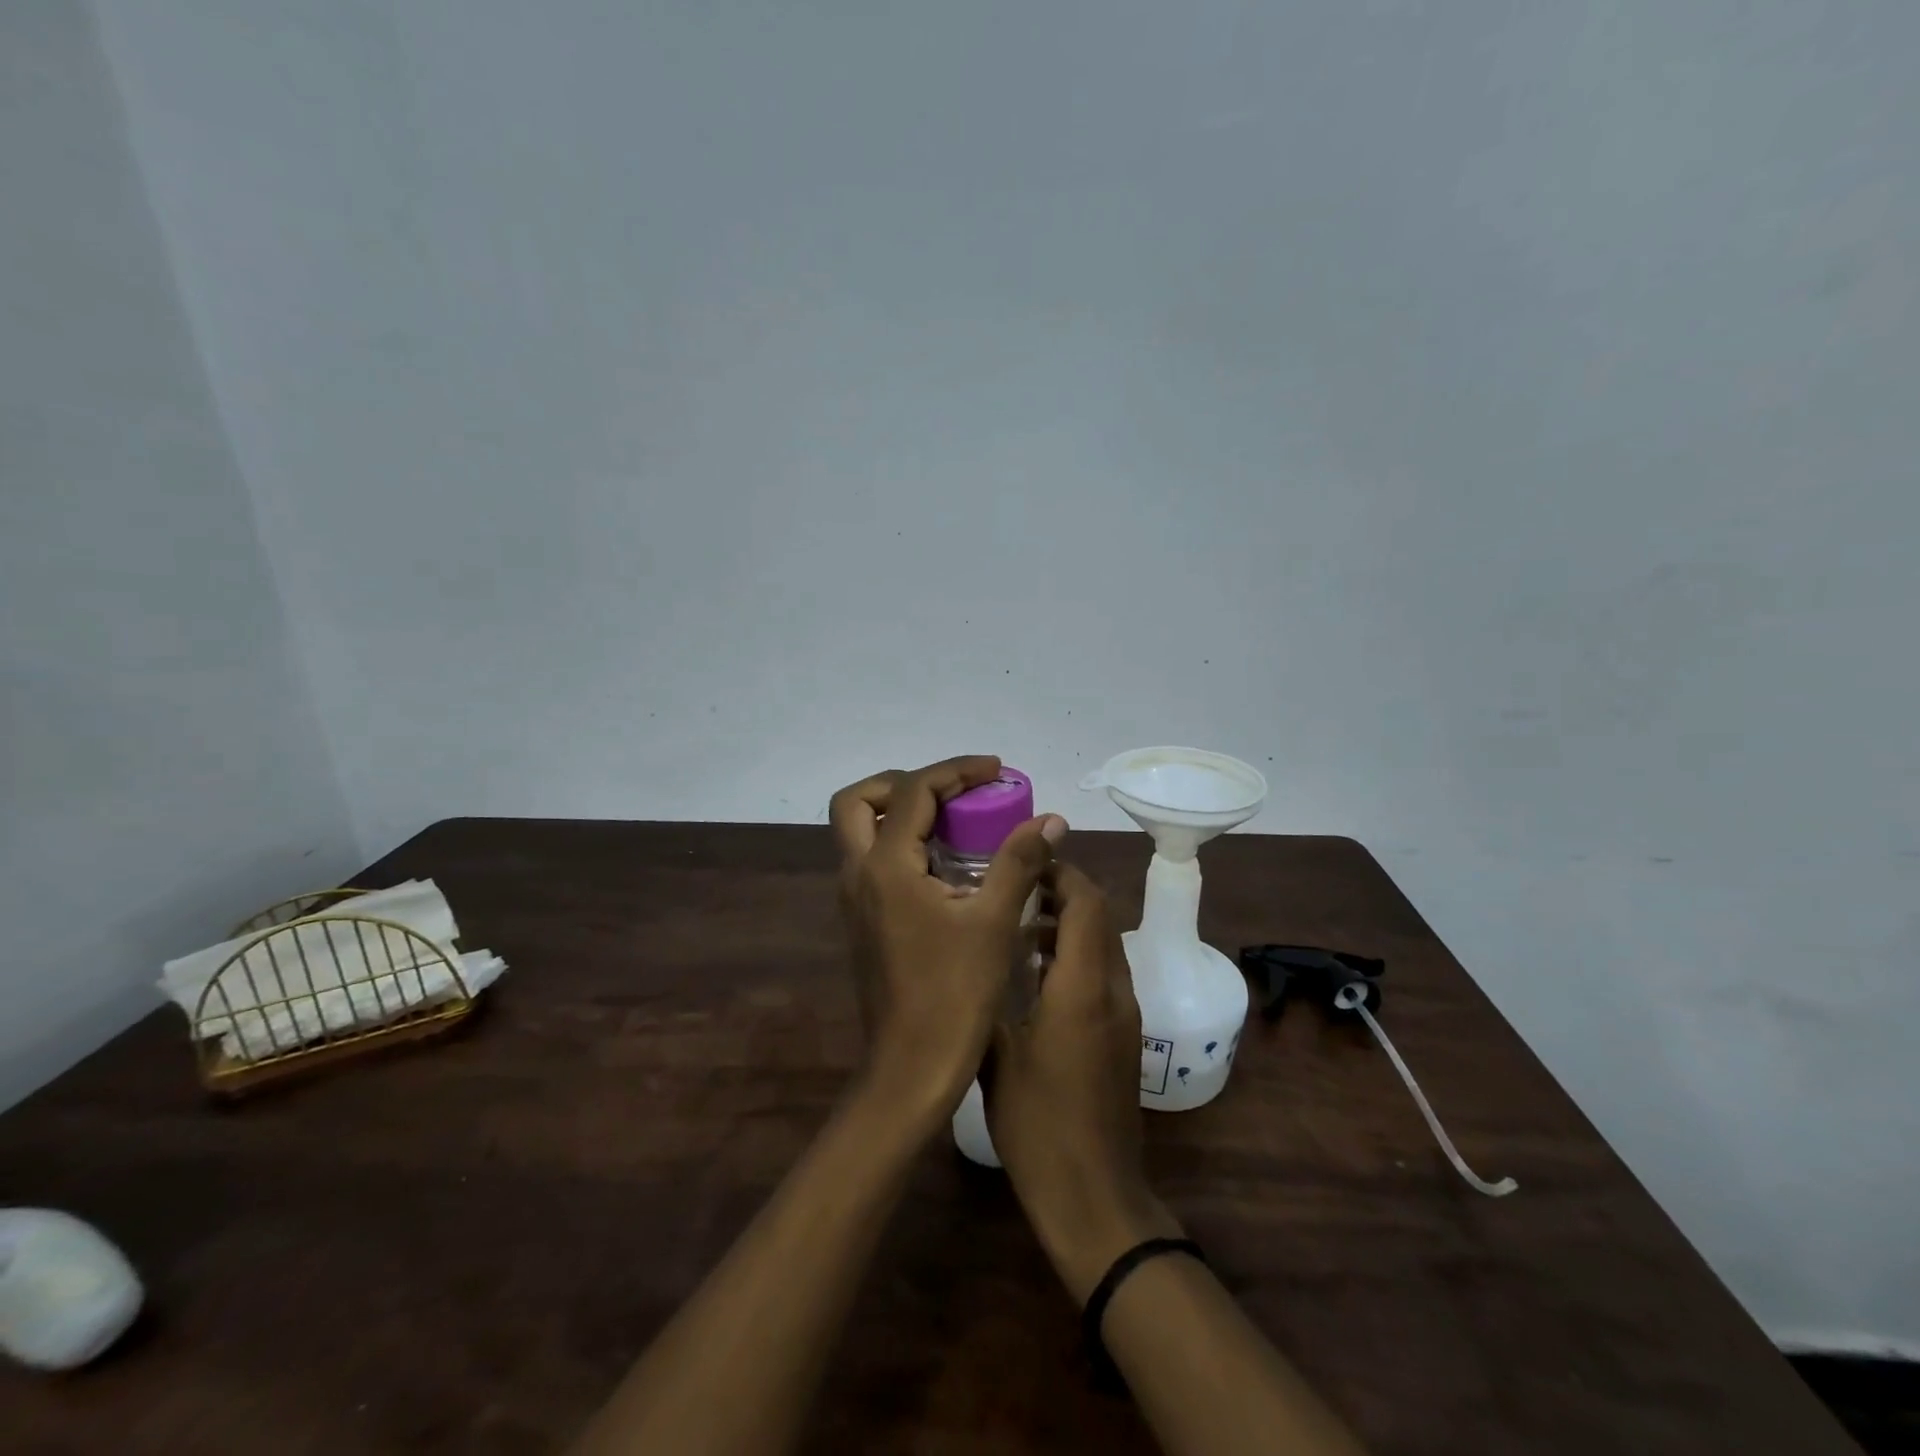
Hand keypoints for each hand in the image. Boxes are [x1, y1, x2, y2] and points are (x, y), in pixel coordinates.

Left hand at [829, 756, 1063, 1122]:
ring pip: (859, 831)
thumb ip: (1019, 861)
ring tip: (954, 820)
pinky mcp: (861, 921)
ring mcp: (854, 899)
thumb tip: (1050, 820)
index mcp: (885, 866)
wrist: (911, 1069)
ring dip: (901, 812)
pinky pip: (872, 860)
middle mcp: (858, 874)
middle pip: (858, 801)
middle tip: (952, 792)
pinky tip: (945, 865)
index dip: (956, 771)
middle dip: (904, 783)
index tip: (996, 771)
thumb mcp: (994, 922)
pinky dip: (901, 843)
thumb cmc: (954, 995)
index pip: (914, 791)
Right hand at [985, 862, 1182, 1302]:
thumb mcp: (997, 1055)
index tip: (1024, 860)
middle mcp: (1114, 990)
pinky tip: (1036, 975)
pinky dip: (1077, 955)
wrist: (1094, 1195)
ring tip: (1018, 925)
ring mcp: (1125, 1014)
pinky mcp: (1124, 1035)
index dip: (1061, 872)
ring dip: (1069, 924)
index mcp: (1083, 987)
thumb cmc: (1037, 1124)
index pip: (1086, 903)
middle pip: (1100, 917)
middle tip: (1015, 886)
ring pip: (1104, 944)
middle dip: (1064, 891)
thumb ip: (991, 995)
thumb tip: (980, 952)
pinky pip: (1105, 973)